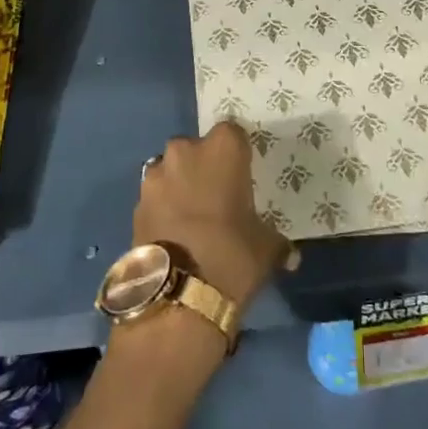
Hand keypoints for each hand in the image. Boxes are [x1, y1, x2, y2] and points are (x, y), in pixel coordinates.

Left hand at [136, 122, 296, 306]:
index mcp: (222, 148)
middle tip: (217, 196)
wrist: (177, 295)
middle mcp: (185, 151)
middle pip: (196, 149)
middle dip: (203, 167)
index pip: (233, 133)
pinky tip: (175, 233)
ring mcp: (156, 176)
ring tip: (193, 217)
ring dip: (179, 185)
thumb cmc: (232, 254)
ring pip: (171, 170)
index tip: (243, 175)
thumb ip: (276, 242)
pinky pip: (155, 197)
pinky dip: (163, 208)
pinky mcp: (136, 203)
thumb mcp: (267, 248)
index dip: (237, 154)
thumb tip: (290, 255)